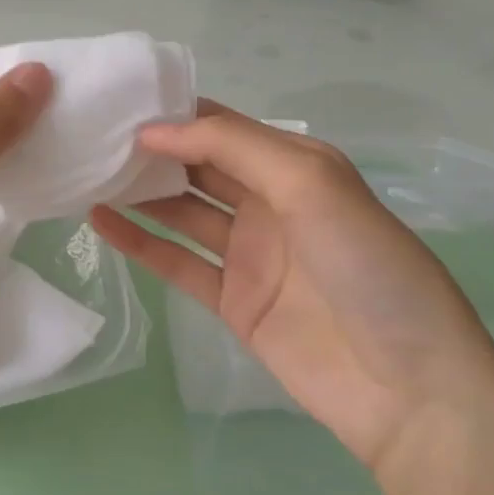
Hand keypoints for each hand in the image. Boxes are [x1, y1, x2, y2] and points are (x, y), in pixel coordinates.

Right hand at [91, 103, 493, 478]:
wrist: (408, 388)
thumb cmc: (366, 266)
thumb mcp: (309, 182)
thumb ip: (232, 147)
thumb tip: (154, 132)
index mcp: (295, 166)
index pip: (223, 126)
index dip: (175, 115)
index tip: (119, 105)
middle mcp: (270, 202)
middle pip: (198, 166)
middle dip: (151, 151)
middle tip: (91, 137)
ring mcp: (250, 254)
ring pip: (182, 210)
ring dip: (139, 192)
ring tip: (85, 172)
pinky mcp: (233, 300)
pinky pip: (177, 261)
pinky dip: (139, 240)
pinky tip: (99, 221)